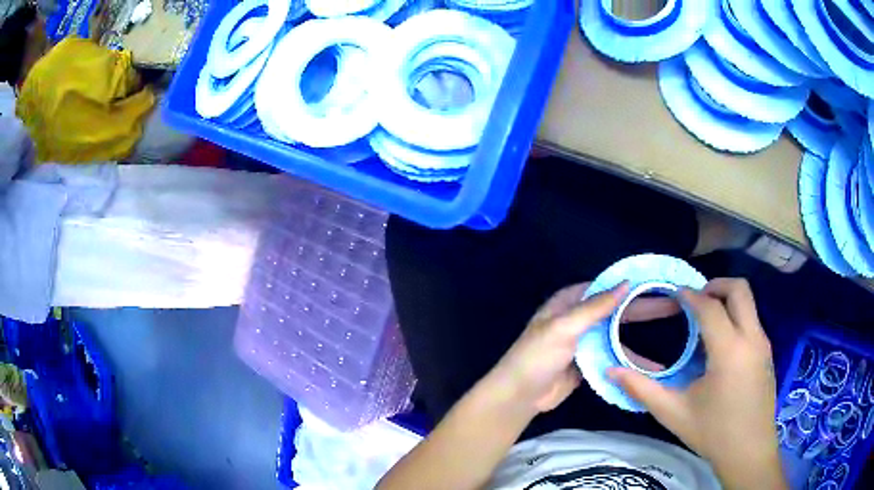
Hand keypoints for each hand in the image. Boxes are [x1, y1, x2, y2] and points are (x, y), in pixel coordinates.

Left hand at [488, 281, 679, 413]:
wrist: (520, 396)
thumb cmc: (537, 356)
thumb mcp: (564, 327)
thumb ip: (595, 307)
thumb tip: (626, 283)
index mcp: (571, 302)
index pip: (608, 287)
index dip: (634, 284)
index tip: (660, 282)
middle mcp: (581, 318)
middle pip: (618, 311)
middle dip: (646, 310)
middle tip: (675, 306)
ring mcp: (587, 342)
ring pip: (619, 336)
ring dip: (642, 340)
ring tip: (674, 340)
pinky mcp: (590, 364)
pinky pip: (614, 358)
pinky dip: (631, 362)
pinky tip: (651, 368)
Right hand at [609, 278, 784, 489]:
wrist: (749, 451)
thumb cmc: (713, 433)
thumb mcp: (674, 414)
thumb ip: (643, 389)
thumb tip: (610, 371)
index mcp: (728, 351)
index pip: (710, 307)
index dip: (689, 296)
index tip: (673, 294)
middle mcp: (751, 338)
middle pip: (738, 289)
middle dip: (715, 285)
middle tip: (694, 299)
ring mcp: (763, 344)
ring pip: (748, 303)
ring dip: (726, 300)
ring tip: (704, 321)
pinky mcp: (766, 353)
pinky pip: (751, 320)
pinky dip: (735, 317)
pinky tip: (720, 346)